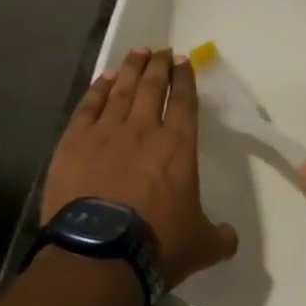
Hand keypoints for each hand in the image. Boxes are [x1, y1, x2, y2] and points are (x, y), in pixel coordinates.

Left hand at [42, 47, 237, 288]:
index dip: (185, 79)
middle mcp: (143, 129)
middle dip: (158, 65)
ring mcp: (106, 132)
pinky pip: (89, 106)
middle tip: (161, 50)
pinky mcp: (74, 142)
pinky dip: (97, 89)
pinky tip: (103, 79)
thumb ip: (219, 237)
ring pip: (121, 90)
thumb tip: (230, 237)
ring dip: (130, 68)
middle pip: (152, 86)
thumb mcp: (200, 246)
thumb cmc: (157, 245)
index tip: (183, 61)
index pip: (184, 101)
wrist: (99, 254)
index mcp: (178, 146)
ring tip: (137, 52)